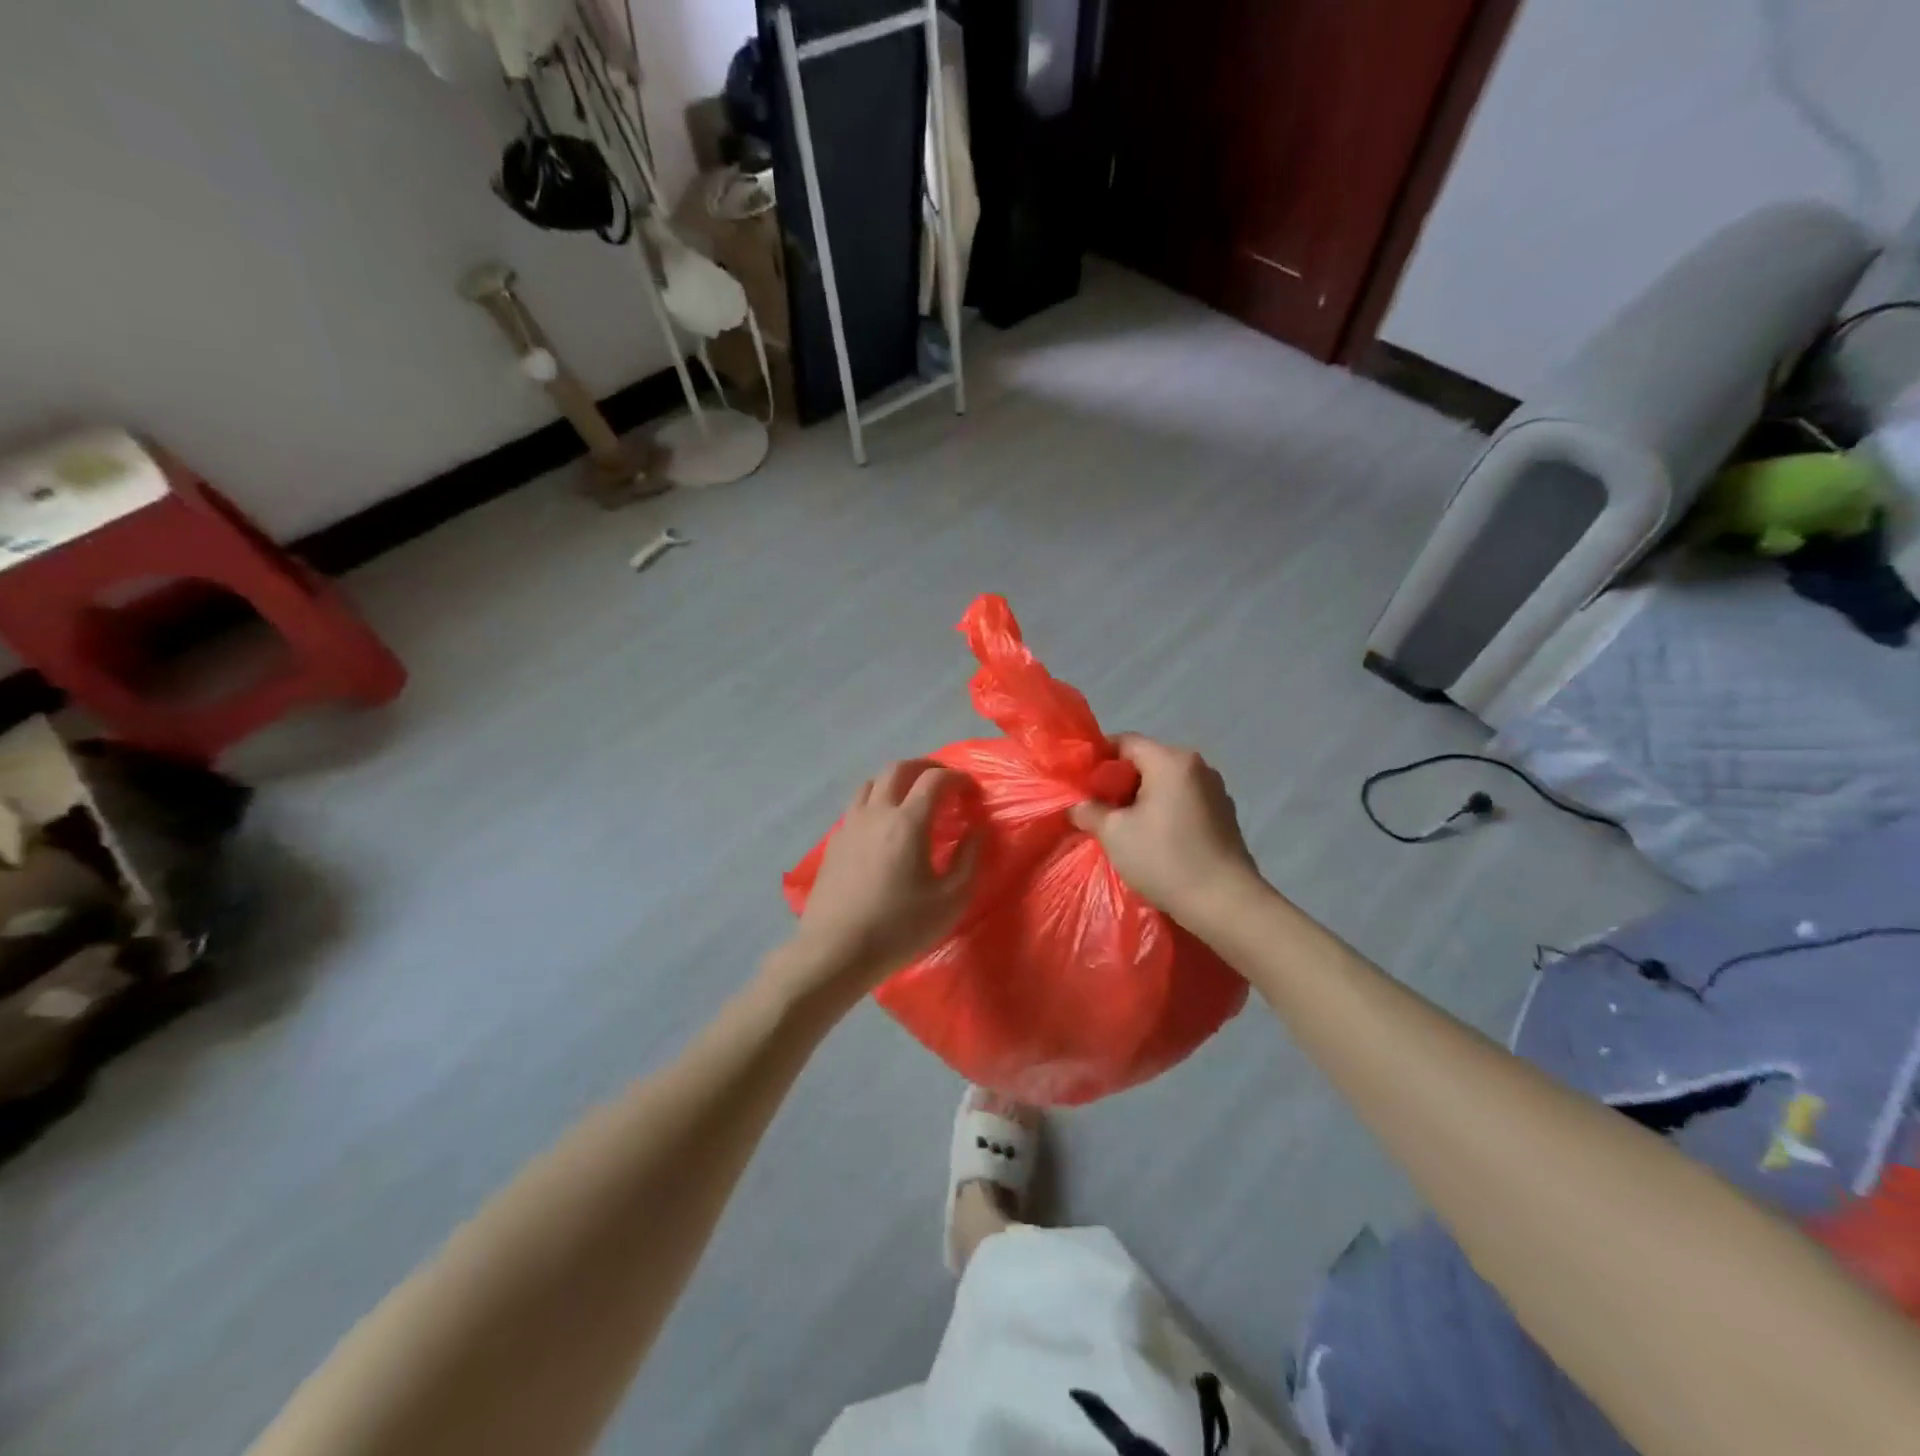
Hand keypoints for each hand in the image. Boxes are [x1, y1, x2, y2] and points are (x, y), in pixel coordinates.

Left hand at [782, 760, 979, 998]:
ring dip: (897, 780)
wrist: (836, 952)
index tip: (971, 792)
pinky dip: (877, 800)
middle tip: (944, 782)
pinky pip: (858, 805)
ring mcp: (850, 824)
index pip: (935, 780)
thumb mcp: (950, 900)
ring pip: (873, 782)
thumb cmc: (899, 928)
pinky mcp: (835, 841)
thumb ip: (968, 859)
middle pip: (899, 768)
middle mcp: (876, 813)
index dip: (958, 778)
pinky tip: (885, 825)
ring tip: (913, 797)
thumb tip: (976, 831)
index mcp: (907, 822)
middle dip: (926, 767)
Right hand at [1069, 735, 1261, 926]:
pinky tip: (1155, 839)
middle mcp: (1198, 766)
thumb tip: (1077, 805)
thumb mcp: (1114, 834)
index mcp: (1171, 761)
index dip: (1098, 759)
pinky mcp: (1225, 815)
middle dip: (1119, 782)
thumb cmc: (1164, 859)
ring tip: (1124, 827)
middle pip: (1147, 761)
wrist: (1224, 903)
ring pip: (1166, 783)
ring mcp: (1216, 791)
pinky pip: (1184, 801)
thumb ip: (1089, 811)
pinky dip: (1165, 811)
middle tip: (1098, 809)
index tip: (1081, 785)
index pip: (1125, 742)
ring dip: (1143, 799)